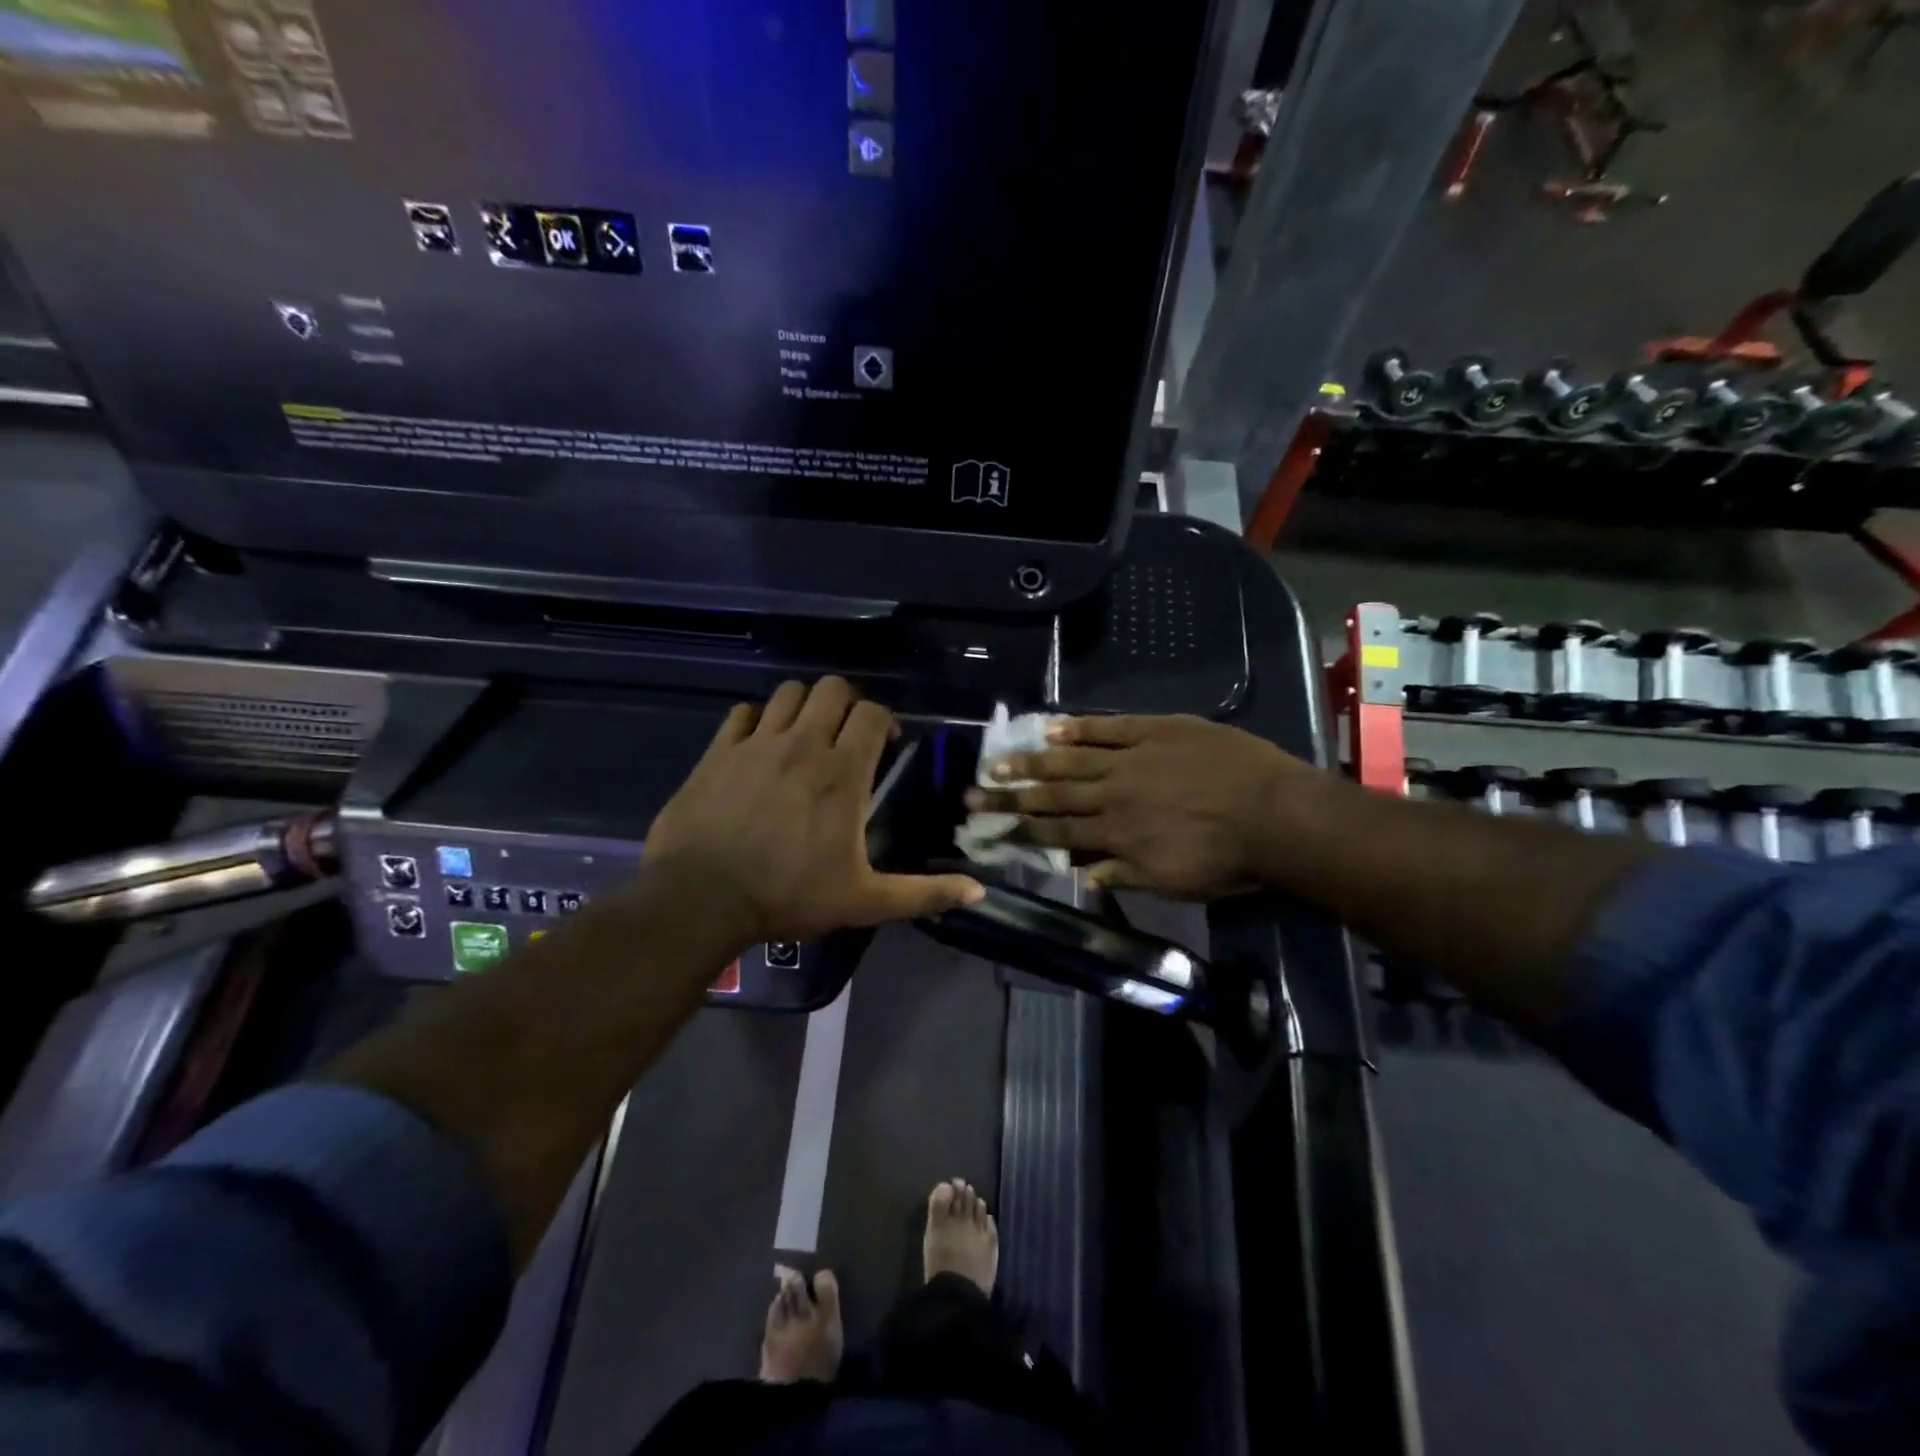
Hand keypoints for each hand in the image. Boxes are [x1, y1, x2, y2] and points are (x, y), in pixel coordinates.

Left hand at [645, 678, 983, 947]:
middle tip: (845, 736)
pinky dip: (756, 719)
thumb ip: (923, 892)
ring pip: (788, 692)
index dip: (884, 721)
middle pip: (832, 688)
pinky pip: (742, 713)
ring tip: (805, 735)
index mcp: (842, 772)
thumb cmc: (788, 897)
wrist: (701, 900)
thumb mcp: (864, 902)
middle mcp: (802, 744)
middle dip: (846, 704)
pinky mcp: (718, 751)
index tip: (884, 745)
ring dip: (804, 706)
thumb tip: (979, 891)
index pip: (872, 713)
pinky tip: (759, 744)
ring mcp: (756, 743)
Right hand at [965, 714, 1316, 900]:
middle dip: (1010, 797)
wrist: (1277, 815)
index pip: (1056, 834)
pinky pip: (1110, 726)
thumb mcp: (1175, 883)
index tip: (987, 829)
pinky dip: (1079, 726)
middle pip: (1052, 796)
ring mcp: (1132, 759)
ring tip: (998, 760)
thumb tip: (1081, 875)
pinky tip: (1051, 725)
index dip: (1019, 831)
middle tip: (972, 793)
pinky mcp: (1156, 730)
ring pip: (1072, 759)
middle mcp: (1113, 795)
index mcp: (1116, 835)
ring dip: (1032, 761)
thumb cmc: (1229, 860)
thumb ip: (1125, 875)